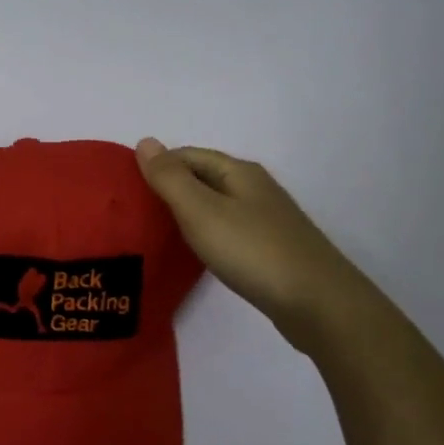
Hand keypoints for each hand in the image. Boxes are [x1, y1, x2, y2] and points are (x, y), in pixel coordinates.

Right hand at [137, 138, 374, 349]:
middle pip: (203, 178)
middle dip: (170, 188)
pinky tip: (194, 252)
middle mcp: (255, 189)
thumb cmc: (252, 251)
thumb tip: (145, 141)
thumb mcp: (201, 211)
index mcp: (239, 172)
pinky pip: (227, 230)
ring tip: (156, 232)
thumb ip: (170, 178)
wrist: (317, 303)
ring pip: (216, 205)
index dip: (157, 166)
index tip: (127, 190)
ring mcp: (266, 220)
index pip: (188, 155)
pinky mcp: (270, 250)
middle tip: (134, 212)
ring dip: (187, 213)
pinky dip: (205, 234)